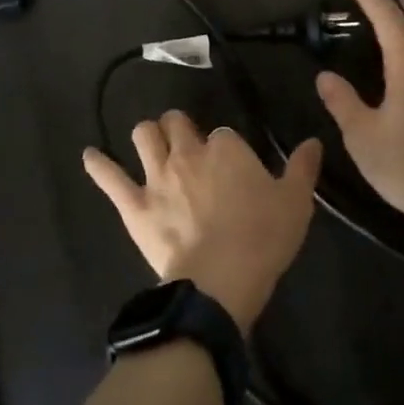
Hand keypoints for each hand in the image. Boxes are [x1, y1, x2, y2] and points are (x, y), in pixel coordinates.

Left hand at [82, 111, 322, 330]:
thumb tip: (314, 141)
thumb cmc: (262, 240)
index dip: (226, 148)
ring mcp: (156, 176)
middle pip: (176, 123)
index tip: (231, 167)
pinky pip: (110, 177)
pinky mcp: (134, 204)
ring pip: (143, 135)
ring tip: (151, 145)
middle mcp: (187, 152)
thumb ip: (303, 168)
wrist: (220, 281)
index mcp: (226, 148)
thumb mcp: (295, 203)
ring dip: (147, 136)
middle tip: (186, 145)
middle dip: (180, 128)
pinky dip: (98, 165)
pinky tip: (90, 156)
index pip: (223, 134)